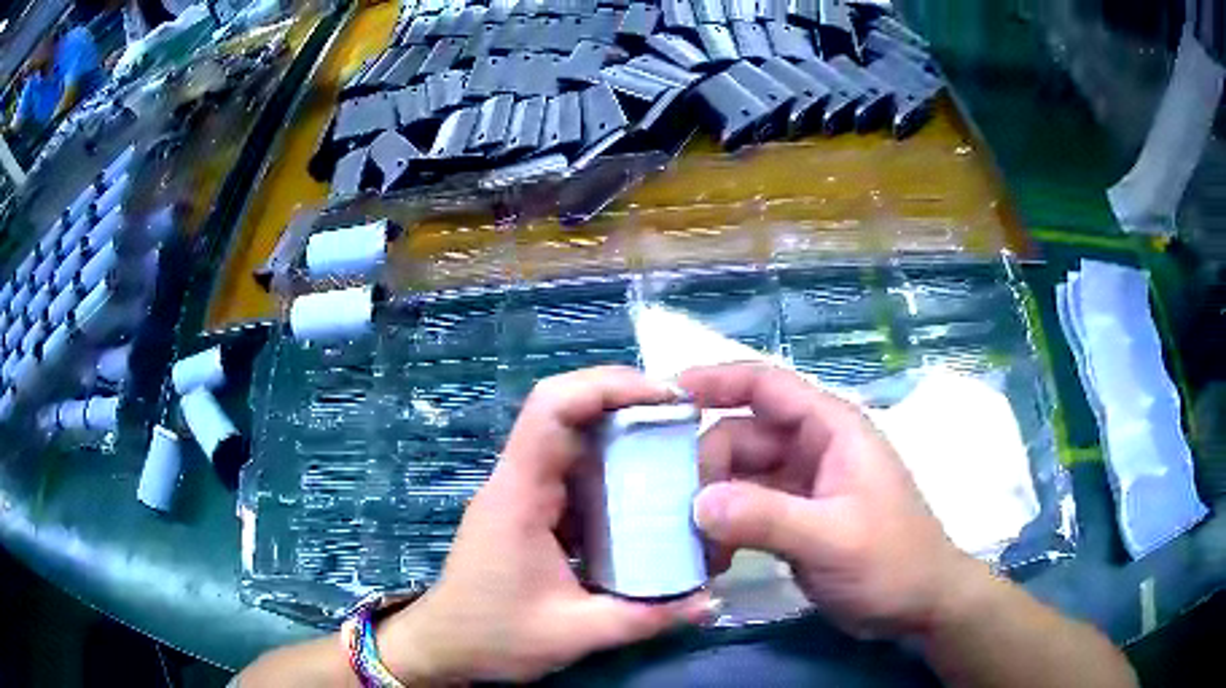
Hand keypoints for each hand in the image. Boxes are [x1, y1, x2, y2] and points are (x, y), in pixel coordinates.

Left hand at [380, 367, 711, 682]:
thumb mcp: (573, 633)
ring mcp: (521, 495)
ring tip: (677, 451)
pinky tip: (646, 496)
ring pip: (572, 442)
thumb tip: (710, 602)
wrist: (442, 648)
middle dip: (627, 405)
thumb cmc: (492, 637)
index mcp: (519, 494)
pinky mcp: (529, 513)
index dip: (608, 385)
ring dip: (622, 437)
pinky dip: (611, 473)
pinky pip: (573, 476)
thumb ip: (645, 617)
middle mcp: (518, 481)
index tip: (666, 397)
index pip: (553, 408)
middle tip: (685, 420)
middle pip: (567, 413)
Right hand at [682, 364, 976, 637]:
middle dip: (704, 470)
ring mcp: (801, 485)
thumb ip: (767, 517)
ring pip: (737, 477)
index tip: (662, 397)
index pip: (765, 385)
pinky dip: (723, 529)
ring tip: (690, 547)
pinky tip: (709, 560)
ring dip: (710, 506)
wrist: (918, 606)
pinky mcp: (792, 519)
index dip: (714, 381)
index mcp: (830, 429)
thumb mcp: (832, 538)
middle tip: (676, 516)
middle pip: (739, 437)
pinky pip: (743, 510)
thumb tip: (695, 503)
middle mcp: (812, 448)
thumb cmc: (891, 561)